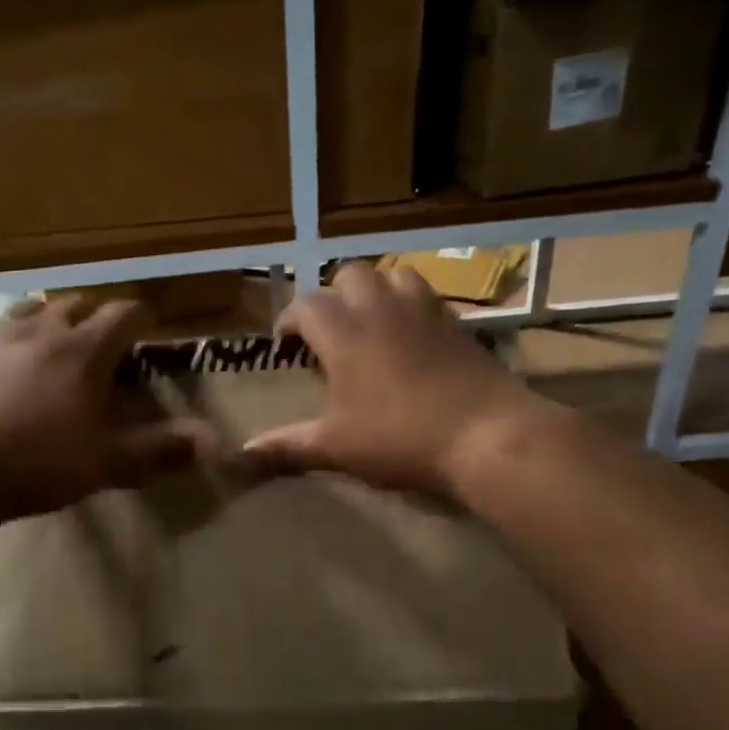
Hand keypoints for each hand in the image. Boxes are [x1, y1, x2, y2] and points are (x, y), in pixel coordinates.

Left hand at [0, 298, 210, 522]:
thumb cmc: (38, 463)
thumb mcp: (107, 463)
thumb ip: (160, 450)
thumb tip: (213, 442)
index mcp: (84, 352)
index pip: (123, 316)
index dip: (141, 317)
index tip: (150, 325)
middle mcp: (41, 334)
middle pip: (75, 305)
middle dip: (96, 313)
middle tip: (106, 330)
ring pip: (27, 310)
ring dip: (46, 314)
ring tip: (55, 324)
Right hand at [245, 262, 532, 494]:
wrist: (485, 433)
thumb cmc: (399, 438)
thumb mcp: (336, 447)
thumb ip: (288, 446)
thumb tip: (243, 454)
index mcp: (343, 333)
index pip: (305, 306)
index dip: (289, 322)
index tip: (285, 346)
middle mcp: (380, 309)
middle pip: (349, 275)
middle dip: (332, 297)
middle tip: (329, 333)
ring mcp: (422, 310)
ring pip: (391, 274)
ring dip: (373, 291)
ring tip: (369, 324)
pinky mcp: (455, 321)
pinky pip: (425, 294)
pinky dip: (408, 303)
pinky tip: (409, 336)